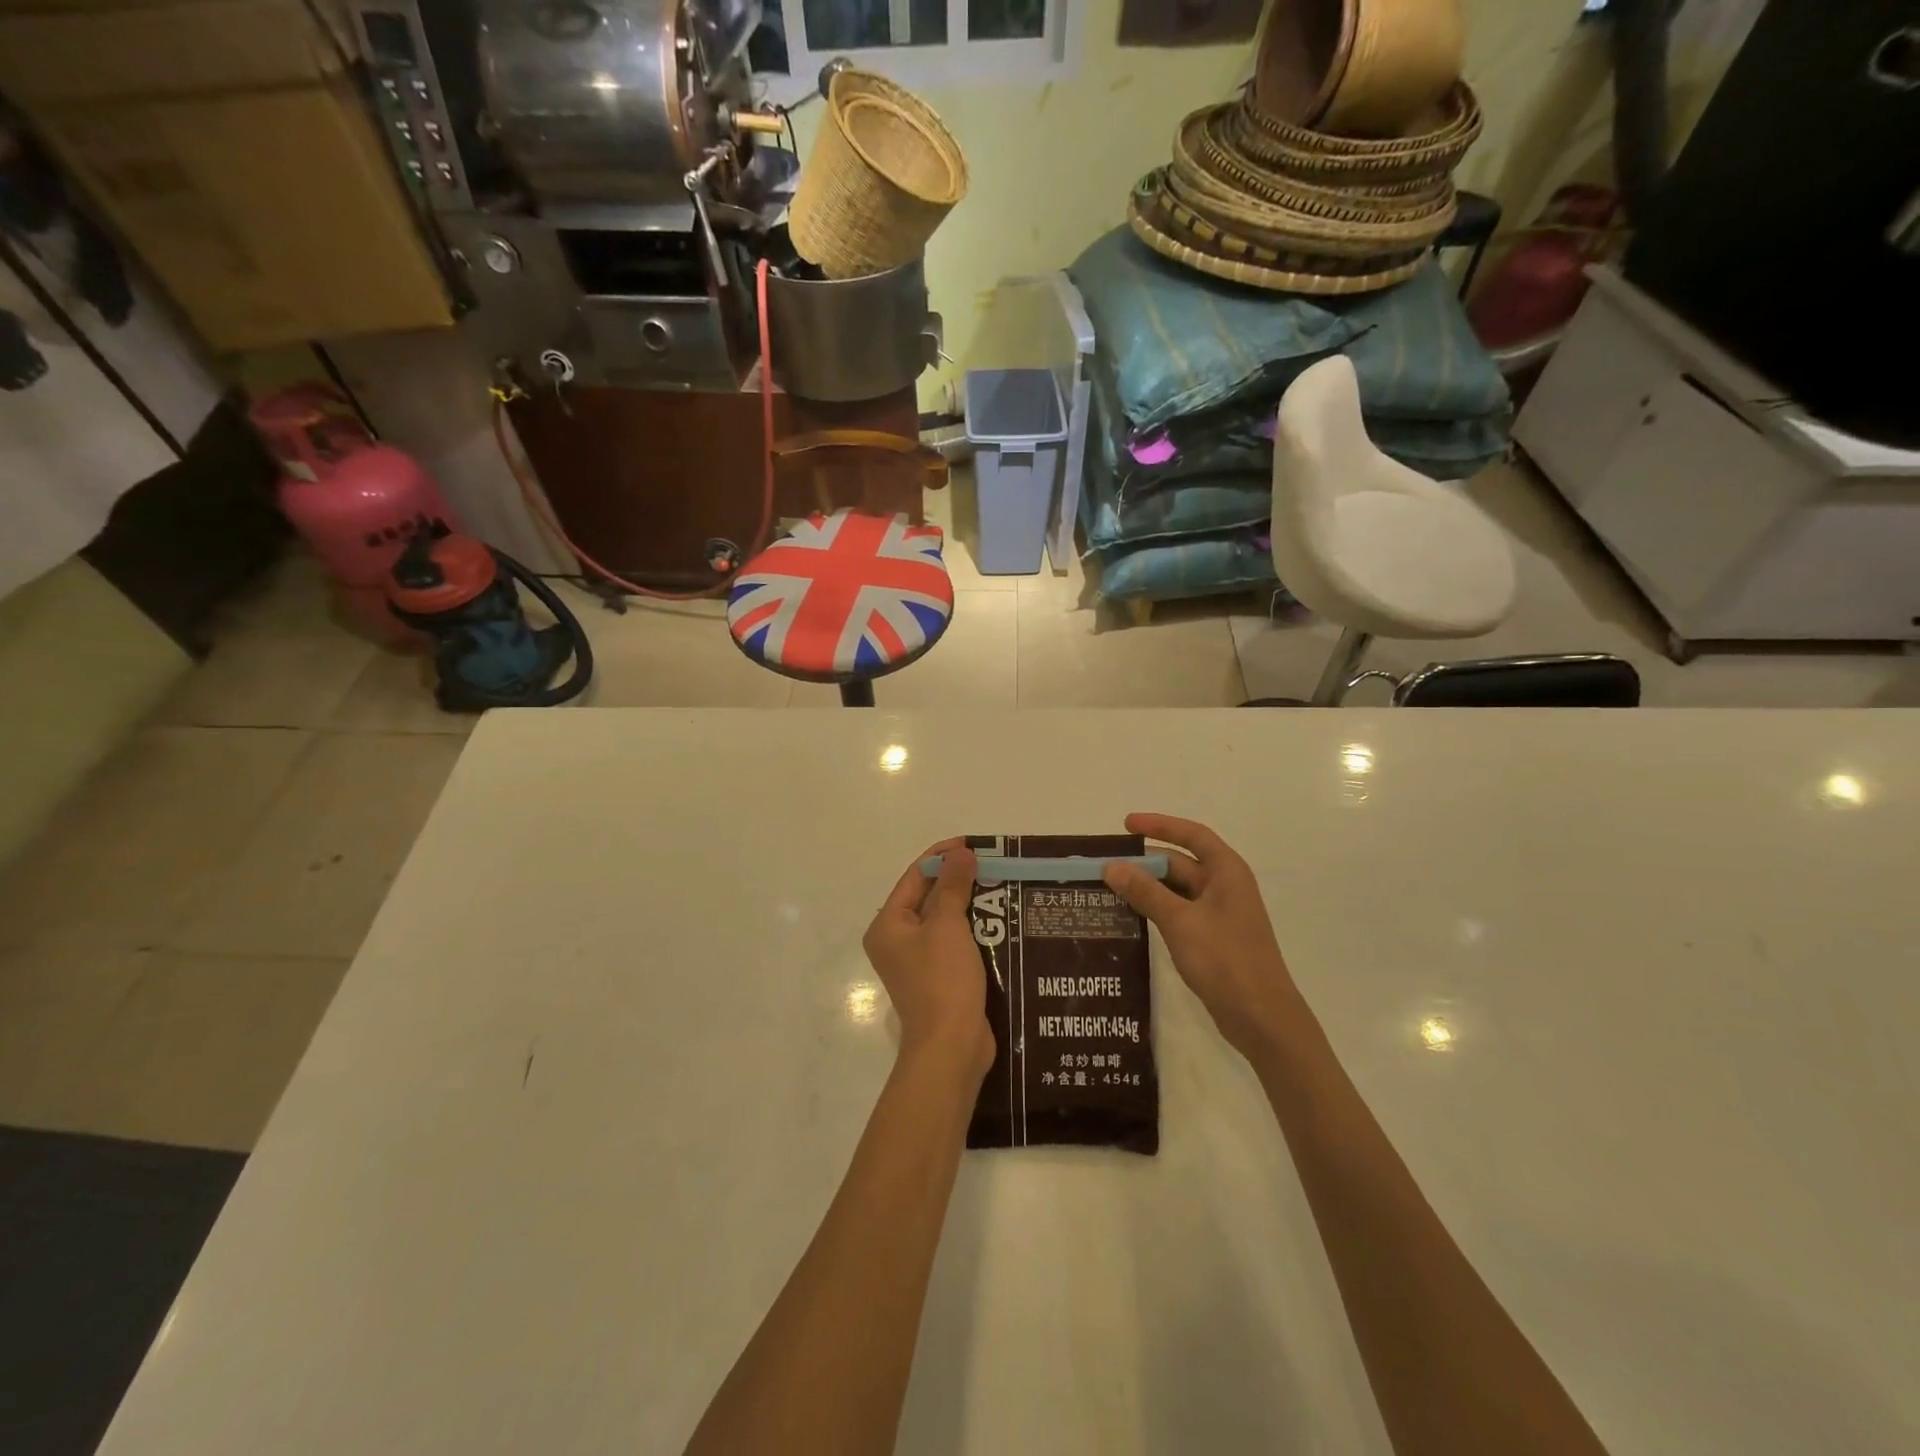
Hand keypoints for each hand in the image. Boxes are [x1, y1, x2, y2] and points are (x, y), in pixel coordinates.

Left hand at [863, 841, 994, 1079]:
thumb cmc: (942, 980)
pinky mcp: (939, 978)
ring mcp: (918, 962)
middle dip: (959, 879)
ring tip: (1002, 886)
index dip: (943, 856)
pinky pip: (955, 942)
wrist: (951, 1048)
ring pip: (945, 920)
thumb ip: (954, 886)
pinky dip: (974, 928)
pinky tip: (1000, 920)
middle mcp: (897, 940)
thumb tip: (961, 853)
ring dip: (970, 903)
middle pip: (929, 897)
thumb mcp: (948, 926)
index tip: (975, 845)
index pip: (915, 876)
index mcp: (888, 925)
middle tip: (993, 864)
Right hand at [1103, 814, 1301, 1058]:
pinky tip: (1128, 917)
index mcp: (1226, 872)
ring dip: (1146, 888)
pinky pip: (1177, 913)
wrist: (1261, 1018)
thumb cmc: (1225, 960)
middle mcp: (1224, 887)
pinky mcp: (1211, 939)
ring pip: (1176, 890)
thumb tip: (1111, 866)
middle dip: (1144, 863)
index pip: (1191, 835)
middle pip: (1180, 863)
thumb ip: (1145, 891)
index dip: (1159, 825)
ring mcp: (1218, 914)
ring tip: (1107, 890)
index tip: (1126, 824)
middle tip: (1104, 867)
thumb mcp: (1180, 921)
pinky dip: (1154, 910)